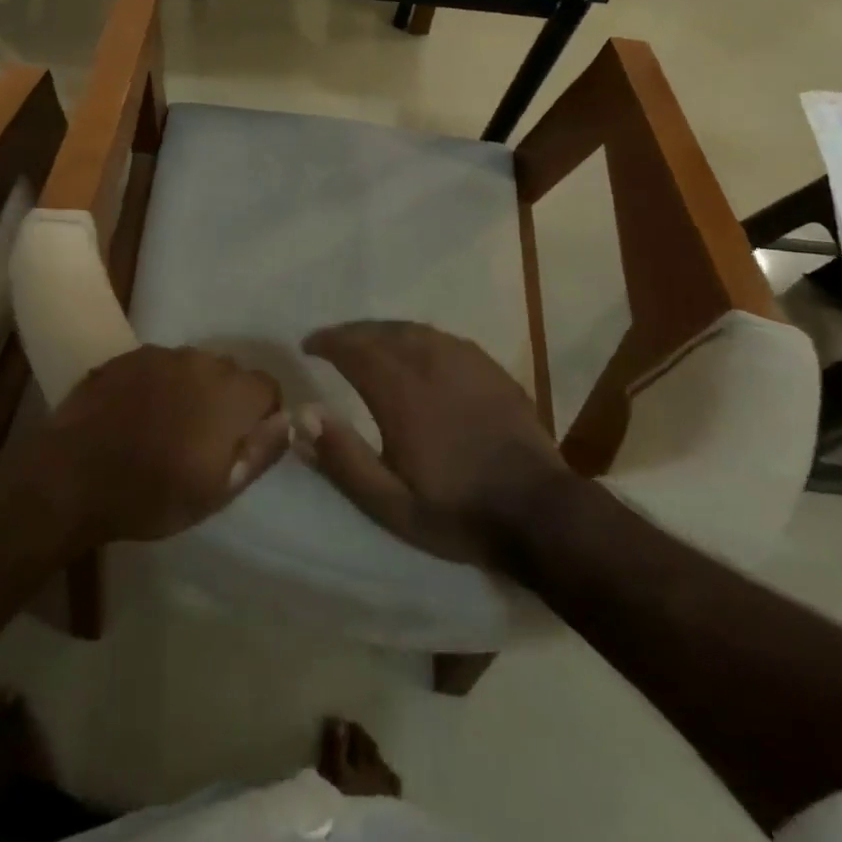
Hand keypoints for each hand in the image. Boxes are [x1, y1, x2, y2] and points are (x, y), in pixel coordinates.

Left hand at [49, 346, 290, 541]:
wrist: (72, 477)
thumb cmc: (151, 494)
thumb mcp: (217, 491)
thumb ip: (261, 451)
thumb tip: (292, 421)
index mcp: (229, 393)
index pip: (267, 387)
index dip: (262, 415)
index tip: (242, 444)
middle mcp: (199, 361)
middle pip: (230, 373)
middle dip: (227, 400)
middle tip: (204, 440)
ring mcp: (160, 355)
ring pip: (193, 367)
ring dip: (192, 389)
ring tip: (167, 426)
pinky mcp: (127, 356)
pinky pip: (159, 365)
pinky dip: (158, 384)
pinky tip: (137, 414)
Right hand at [298, 322, 563, 564]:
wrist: (540, 512)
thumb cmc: (457, 510)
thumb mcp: (389, 502)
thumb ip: (342, 458)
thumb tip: (301, 415)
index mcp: (398, 389)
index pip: (351, 347)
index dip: (326, 342)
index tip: (308, 345)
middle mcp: (427, 360)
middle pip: (379, 331)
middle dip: (350, 333)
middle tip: (332, 343)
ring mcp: (463, 359)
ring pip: (411, 329)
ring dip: (381, 332)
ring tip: (367, 343)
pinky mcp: (488, 367)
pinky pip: (440, 337)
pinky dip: (415, 337)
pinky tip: (416, 352)